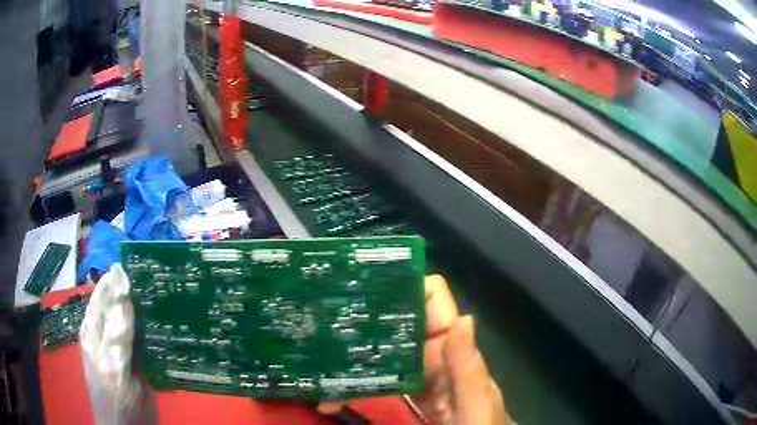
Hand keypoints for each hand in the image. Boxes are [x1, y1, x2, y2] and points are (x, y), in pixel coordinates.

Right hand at [320, 275, 512, 423]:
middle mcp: (432, 357)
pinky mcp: (403, 397)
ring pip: (382, 352)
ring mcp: (415, 378)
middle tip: (324, 319)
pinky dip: (354, 385)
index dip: (405, 285)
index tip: (366, 281)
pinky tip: (330, 394)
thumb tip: (462, 319)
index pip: (431, 303)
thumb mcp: (477, 403)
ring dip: (352, 354)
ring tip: (317, 357)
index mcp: (452, 350)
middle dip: (364, 319)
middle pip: (397, 325)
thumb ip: (469, 369)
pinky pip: (377, 382)